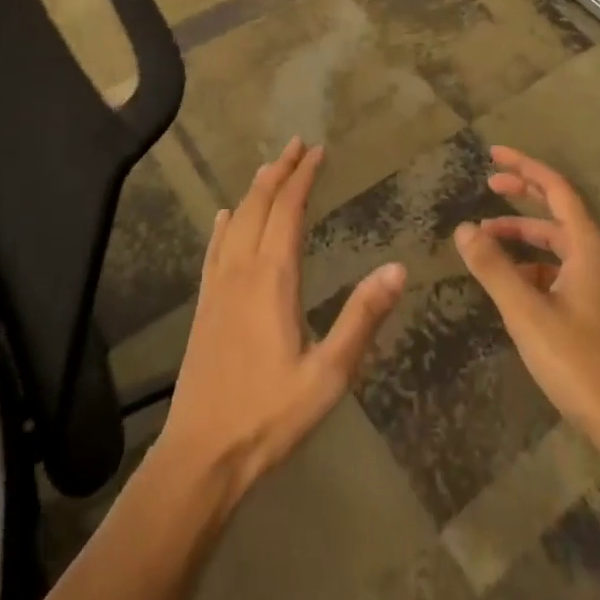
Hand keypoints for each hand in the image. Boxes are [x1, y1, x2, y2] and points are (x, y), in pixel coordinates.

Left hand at [157, 138, 406, 502]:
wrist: (201, 453)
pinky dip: (225, 224)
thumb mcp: (329, 373)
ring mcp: (218, 285)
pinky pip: (215, 248)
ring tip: (270, 168)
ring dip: (255, 190)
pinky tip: (225, 217)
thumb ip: (362, 318)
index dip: (304, 177)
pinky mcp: (204, 305)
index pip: (289, 210)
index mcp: (273, 277)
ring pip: (236, 220)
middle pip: (260, 204)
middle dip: (280, 171)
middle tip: (298, 145)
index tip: (318, 151)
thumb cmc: (269, 414)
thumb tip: (397, 268)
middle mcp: (242, 269)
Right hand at [454, 146, 599, 464]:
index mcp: (590, 247)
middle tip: (488, 184)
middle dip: (523, 195)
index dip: (524, 167)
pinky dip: (535, 268)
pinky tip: (512, 287)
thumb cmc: (585, 365)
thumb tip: (463, 228)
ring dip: (524, 237)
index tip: (493, 154)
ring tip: (486, 243)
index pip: (556, 189)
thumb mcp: (528, 314)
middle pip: (560, 211)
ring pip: (560, 246)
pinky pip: (564, 273)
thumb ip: (493, 268)